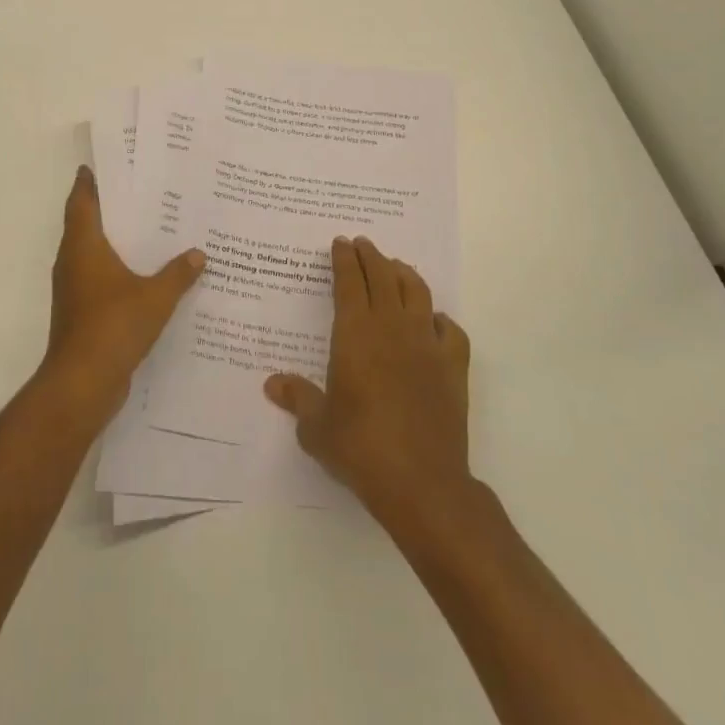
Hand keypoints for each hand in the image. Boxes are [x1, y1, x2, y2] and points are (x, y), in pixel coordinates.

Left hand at [40, 166, 205, 425]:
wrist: (82, 383)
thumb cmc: (113, 326)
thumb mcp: (155, 297)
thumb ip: (178, 274)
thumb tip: (199, 254)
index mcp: (83, 246)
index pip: (82, 202)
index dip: (88, 182)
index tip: (101, 165)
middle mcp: (73, 261)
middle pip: (85, 224)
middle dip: (108, 207)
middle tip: (140, 191)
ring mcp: (74, 289)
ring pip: (91, 253)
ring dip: (113, 240)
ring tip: (148, 228)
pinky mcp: (81, 312)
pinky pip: (98, 278)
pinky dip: (116, 269)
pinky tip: (144, 273)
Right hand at [264, 236, 472, 531]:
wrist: (421, 482)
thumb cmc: (360, 448)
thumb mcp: (316, 427)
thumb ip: (297, 398)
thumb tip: (272, 383)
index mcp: (355, 333)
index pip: (349, 282)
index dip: (344, 260)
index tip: (340, 243)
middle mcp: (392, 328)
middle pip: (383, 277)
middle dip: (371, 256)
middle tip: (363, 244)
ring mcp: (427, 345)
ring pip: (417, 293)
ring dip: (404, 274)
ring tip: (396, 267)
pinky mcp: (453, 367)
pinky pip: (450, 330)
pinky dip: (440, 319)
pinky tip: (434, 321)